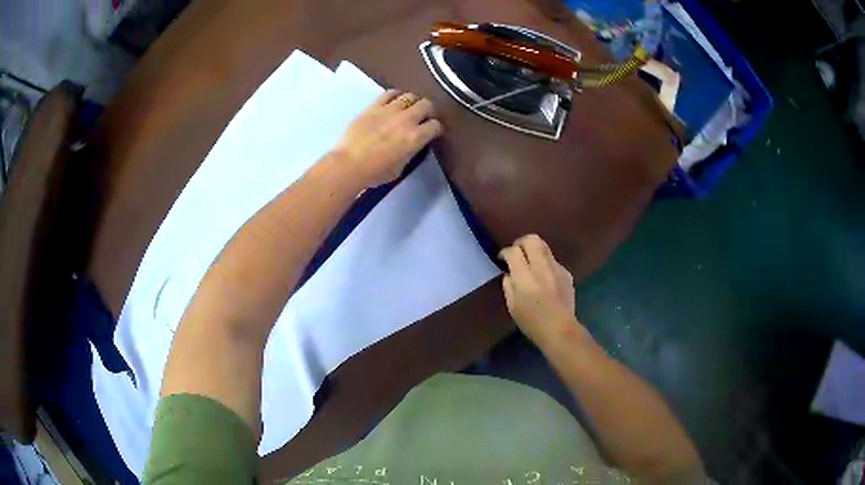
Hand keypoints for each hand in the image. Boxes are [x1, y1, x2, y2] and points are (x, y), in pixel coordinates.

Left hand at [334, 90, 442, 187]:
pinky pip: (389, 93)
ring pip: (410, 96)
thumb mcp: (400, 168)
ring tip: (408, 108)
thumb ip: (409, 153)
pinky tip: (393, 100)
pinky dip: (395, 95)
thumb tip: (411, 146)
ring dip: (412, 102)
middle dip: (428, 111)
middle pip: (426, 105)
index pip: (435, 126)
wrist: (349, 164)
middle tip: (423, 117)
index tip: (432, 132)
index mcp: (415, 138)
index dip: (436, 129)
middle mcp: (407, 120)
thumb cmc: (375, 173)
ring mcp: (390, 110)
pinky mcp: (374, 106)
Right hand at [499, 234, 578, 344]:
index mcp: (525, 277)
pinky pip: (553, 261)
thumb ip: (508, 286)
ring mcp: (556, 268)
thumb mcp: (512, 306)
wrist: (560, 329)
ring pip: (545, 247)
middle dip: (521, 243)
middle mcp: (541, 267)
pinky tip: (545, 278)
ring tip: (531, 262)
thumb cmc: (532, 322)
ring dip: (534, 250)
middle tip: (517, 253)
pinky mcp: (566, 273)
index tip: (502, 259)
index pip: (513, 252)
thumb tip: (509, 273)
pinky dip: (546, 264)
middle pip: (532, 240)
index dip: (505, 252)